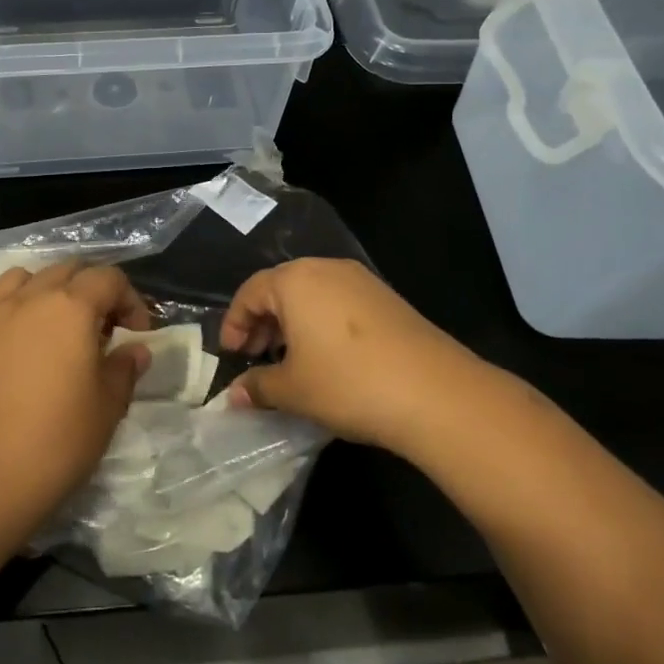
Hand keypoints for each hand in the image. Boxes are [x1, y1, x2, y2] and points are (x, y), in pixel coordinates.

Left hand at [0, 260, 152, 524]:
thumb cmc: (55, 441)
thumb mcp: (107, 408)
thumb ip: (124, 370)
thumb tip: (135, 350)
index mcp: (71, 307)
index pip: (109, 279)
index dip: (130, 300)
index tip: (137, 334)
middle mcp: (29, 299)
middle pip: (65, 270)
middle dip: (90, 290)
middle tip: (102, 329)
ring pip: (20, 278)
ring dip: (44, 291)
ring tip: (53, 326)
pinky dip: (3, 316)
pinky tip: (10, 344)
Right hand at [220, 257, 486, 456]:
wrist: (434, 392)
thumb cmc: (347, 383)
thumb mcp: (293, 390)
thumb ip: (257, 387)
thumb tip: (233, 395)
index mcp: (295, 280)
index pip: (250, 292)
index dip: (234, 323)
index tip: (229, 355)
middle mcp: (326, 268)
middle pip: (281, 288)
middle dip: (262, 323)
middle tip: (255, 358)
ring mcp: (361, 281)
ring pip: (312, 295)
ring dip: (292, 324)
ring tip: (289, 361)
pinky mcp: (387, 298)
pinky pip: (339, 303)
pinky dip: (321, 324)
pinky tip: (327, 359)